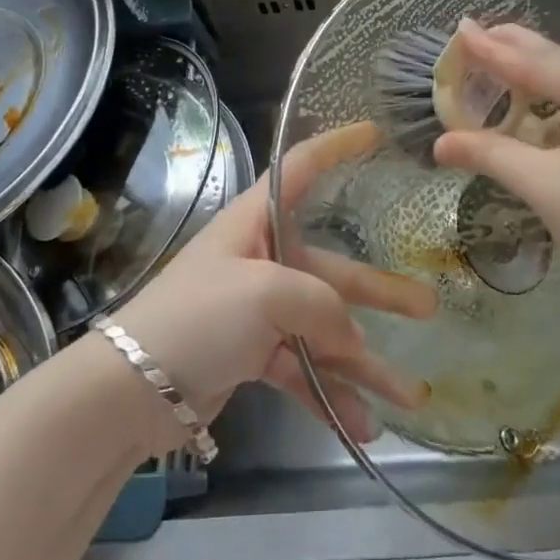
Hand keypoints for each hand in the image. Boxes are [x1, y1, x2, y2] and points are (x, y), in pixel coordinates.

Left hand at [113, 122, 435, 449]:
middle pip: (332, 270)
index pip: (300, 168)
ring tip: (413, 395)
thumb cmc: (198, 316)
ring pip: (325, 331)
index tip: (373, 134)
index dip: (335, 147)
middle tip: (429, 306)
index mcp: (256, 223)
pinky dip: (331, 396)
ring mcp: (259, 312)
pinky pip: (303, 371)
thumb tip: (352, 336)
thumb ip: (321, 305)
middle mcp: (262, 261)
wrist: (131, 390)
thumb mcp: (264, 294)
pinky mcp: (253, 356)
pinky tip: (363, 426)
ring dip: (366, 365)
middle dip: (380, 293)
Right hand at [431, 22, 559, 304]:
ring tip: (497, 64)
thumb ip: (492, 155)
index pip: (540, 63)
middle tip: (474, 35)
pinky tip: (534, 108)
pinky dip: (555, 104)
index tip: (461, 29)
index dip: (495, 49)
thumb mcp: (546, 187)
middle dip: (515, 50)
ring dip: (535, 76)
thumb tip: (440, 144)